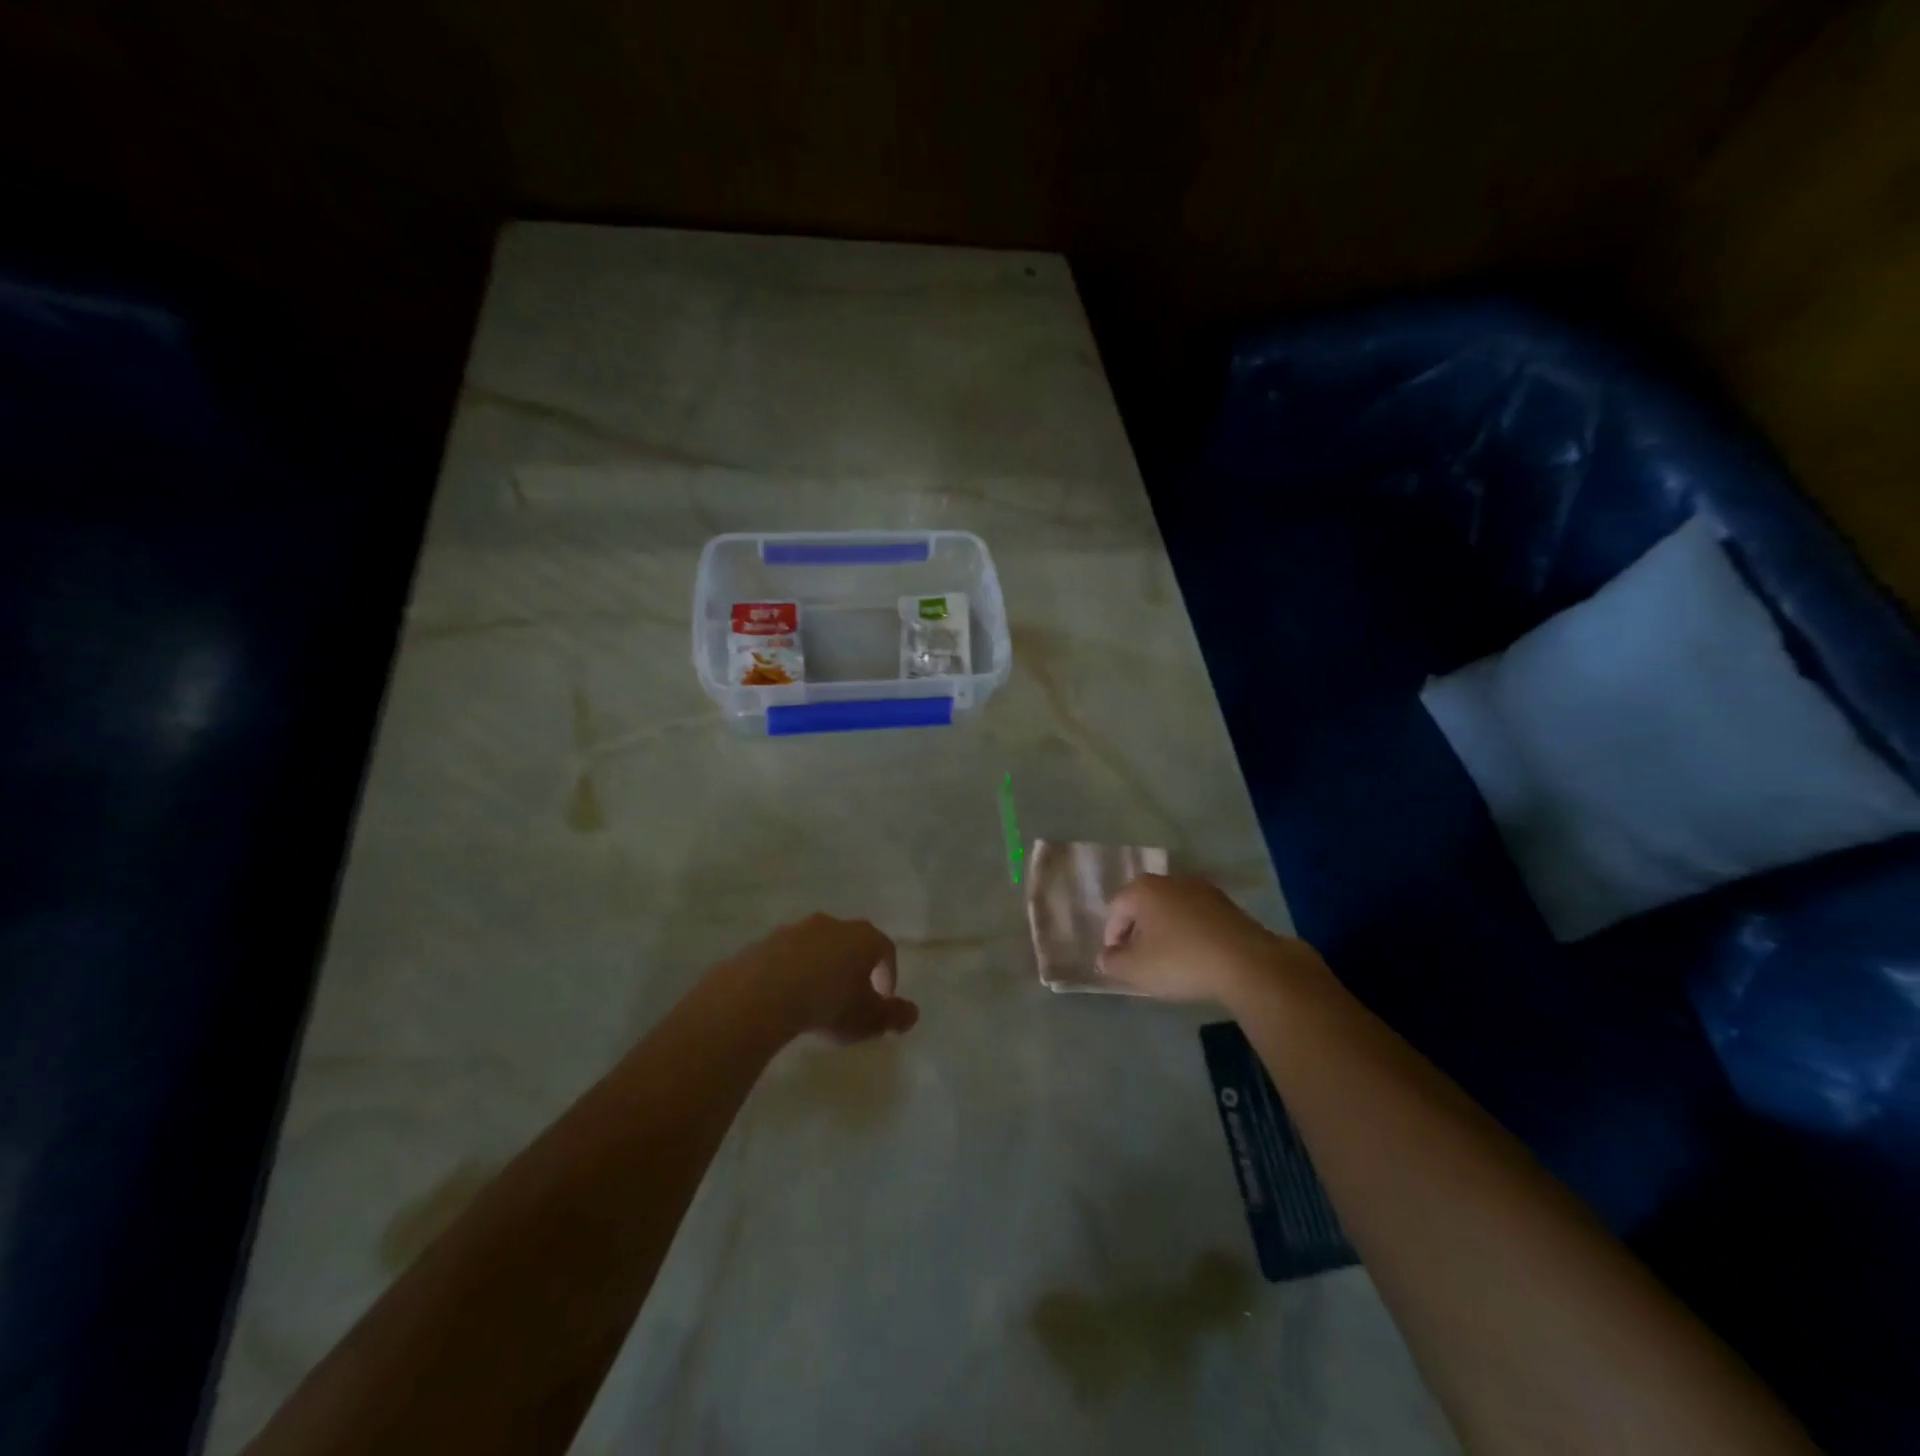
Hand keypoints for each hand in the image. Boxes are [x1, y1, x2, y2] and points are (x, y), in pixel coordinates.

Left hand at [735, 913, 919, 1044]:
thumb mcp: (867, 1019)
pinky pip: (788, 956)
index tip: (883, 999)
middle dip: (854, 968)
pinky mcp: (767, 942)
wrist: (762, 993)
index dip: (888, 974)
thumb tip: (912, 1014)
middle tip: (851, 998)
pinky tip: (787, 997)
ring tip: (816, 999)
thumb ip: (893, 1016)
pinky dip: (793, 972)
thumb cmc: (827, 1003)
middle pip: (851, 943)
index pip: (885, 949)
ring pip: (818, 946)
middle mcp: (833, 925)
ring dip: (822, 968)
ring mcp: (797, 929)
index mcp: (863, 937)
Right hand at [1098, 873, 1323, 1004]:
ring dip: (1164, 931)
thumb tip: (1106, 957)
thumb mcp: (1136, 970)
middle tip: (1140, 960)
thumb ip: (1112, 963)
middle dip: (1138, 932)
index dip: (1112, 937)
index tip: (1118, 962)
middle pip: (1143, 906)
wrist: (1247, 964)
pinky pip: (1195, 916)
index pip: (1115, 909)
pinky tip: (1195, 956)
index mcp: (1143, 889)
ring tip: (1169, 960)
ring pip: (1171, 910)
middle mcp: (1170, 880)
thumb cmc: (1181, 962)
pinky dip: (1189, 932)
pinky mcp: (1227, 903)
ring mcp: (1202, 889)